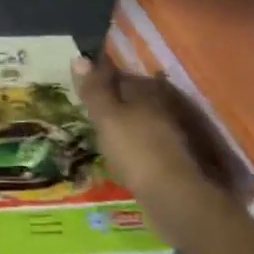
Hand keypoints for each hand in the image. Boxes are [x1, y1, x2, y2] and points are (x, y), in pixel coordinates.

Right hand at [72, 53, 229, 249]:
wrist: (174, 197)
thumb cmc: (135, 150)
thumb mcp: (106, 117)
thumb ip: (93, 89)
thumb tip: (79, 56)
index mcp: (147, 88)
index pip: (117, 75)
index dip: (98, 83)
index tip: (81, 96)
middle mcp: (164, 103)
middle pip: (130, 98)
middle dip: (112, 105)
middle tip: (90, 119)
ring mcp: (172, 130)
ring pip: (139, 121)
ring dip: (124, 128)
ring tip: (103, 140)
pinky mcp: (174, 156)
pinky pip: (146, 143)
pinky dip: (134, 147)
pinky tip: (122, 159)